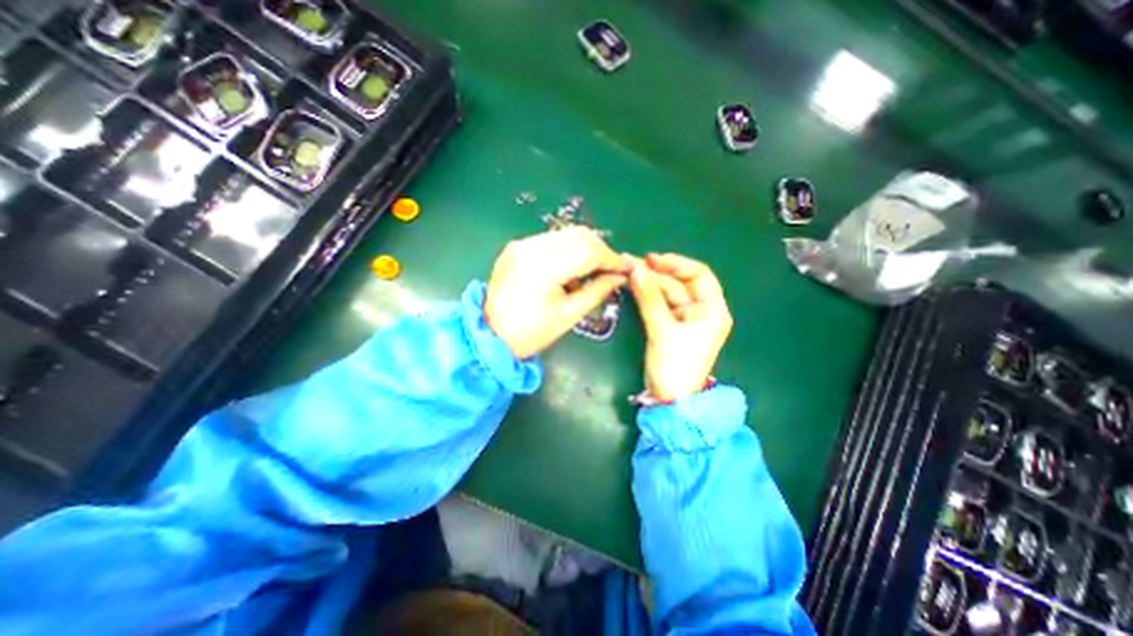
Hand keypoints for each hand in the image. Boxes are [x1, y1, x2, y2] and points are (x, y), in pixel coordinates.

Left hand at [483, 225, 628, 356]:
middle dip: (600, 250)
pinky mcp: (516, 247)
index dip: (611, 259)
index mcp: (544, 268)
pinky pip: (550, 240)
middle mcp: (531, 247)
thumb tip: (619, 277)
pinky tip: (569, 269)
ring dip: (585, 248)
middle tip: (610, 269)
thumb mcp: (569, 315)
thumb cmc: (531, 333)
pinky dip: (567, 250)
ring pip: (565, 234)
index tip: (625, 269)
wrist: (490, 335)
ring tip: (591, 271)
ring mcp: (521, 244)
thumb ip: (597, 291)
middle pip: (578, 235)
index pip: (589, 251)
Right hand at [629, 252, 734, 399]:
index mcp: (712, 310)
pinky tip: (632, 287)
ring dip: (647, 283)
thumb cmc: (675, 366)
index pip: (699, 275)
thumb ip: (649, 298)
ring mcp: (685, 319)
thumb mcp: (662, 330)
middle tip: (629, 264)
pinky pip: (659, 304)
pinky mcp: (671, 326)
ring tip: (626, 271)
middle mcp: (701, 310)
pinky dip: (646, 295)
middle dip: (655, 273)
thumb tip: (634, 268)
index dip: (676, 263)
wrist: (670, 400)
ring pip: (666, 293)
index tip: (651, 259)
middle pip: (679, 283)